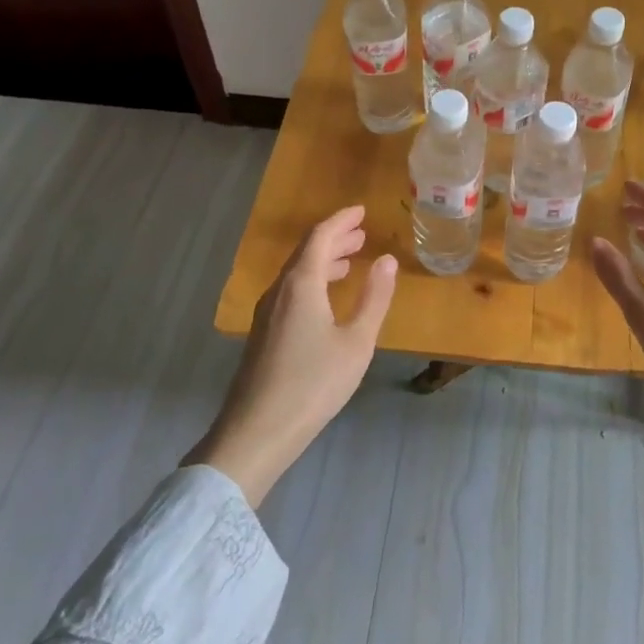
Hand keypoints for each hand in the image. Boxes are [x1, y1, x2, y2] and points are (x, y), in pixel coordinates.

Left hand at [185, 207, 396, 505]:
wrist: (256, 432)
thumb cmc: (313, 384)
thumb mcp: (356, 342)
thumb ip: (374, 298)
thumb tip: (387, 259)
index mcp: (301, 284)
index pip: (320, 237)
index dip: (342, 220)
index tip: (362, 211)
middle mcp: (279, 290)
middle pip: (306, 252)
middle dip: (335, 239)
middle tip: (361, 234)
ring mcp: (266, 313)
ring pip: (296, 273)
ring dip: (323, 261)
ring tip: (350, 262)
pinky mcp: (263, 334)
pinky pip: (290, 291)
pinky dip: (313, 281)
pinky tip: (326, 299)